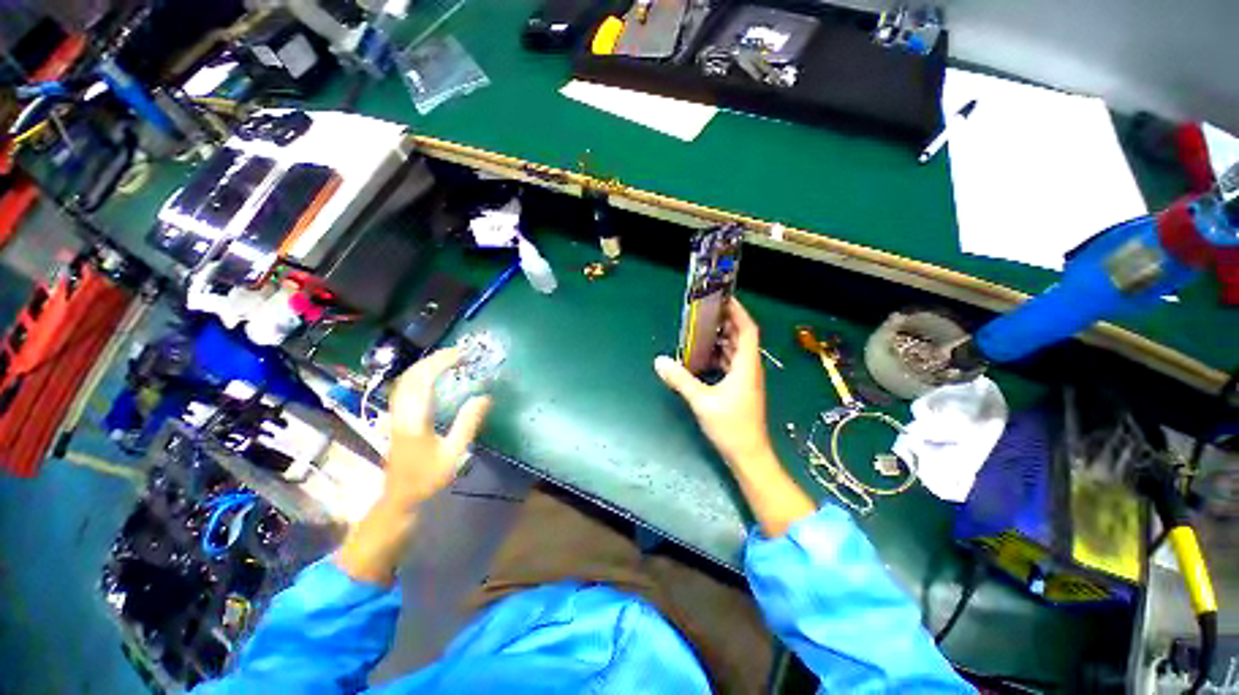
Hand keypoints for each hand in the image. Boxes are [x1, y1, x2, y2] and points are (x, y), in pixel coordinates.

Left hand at [384, 348, 491, 508]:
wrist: (399, 496)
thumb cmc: (428, 477)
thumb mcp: (453, 454)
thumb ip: (467, 424)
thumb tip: (484, 397)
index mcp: (414, 420)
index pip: (423, 381)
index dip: (440, 363)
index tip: (460, 354)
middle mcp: (401, 412)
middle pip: (411, 376)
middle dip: (433, 359)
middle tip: (458, 352)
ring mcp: (395, 414)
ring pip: (405, 380)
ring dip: (425, 365)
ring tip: (448, 359)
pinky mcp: (396, 417)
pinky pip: (405, 387)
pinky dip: (419, 374)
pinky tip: (432, 375)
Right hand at [655, 298, 773, 467]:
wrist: (749, 455)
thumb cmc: (731, 426)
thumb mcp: (702, 401)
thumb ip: (680, 379)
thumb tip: (659, 361)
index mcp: (746, 366)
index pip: (747, 329)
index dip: (738, 312)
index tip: (724, 298)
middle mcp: (749, 368)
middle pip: (741, 337)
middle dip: (726, 322)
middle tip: (706, 311)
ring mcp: (746, 379)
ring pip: (736, 351)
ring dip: (722, 339)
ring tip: (701, 330)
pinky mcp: (741, 389)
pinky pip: (731, 364)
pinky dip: (719, 355)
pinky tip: (703, 357)